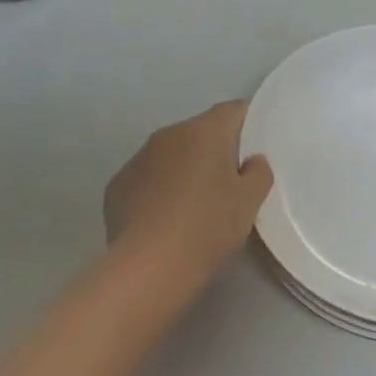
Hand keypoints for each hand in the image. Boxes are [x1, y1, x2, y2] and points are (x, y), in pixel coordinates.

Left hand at [104, 101, 273, 288]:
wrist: (150, 265)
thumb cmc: (209, 226)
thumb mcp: (249, 202)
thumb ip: (258, 173)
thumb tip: (252, 161)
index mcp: (204, 131)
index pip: (233, 110)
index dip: (247, 124)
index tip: (255, 148)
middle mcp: (168, 134)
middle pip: (199, 132)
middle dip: (214, 151)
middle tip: (228, 184)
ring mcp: (138, 158)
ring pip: (170, 155)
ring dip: (183, 170)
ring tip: (193, 206)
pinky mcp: (117, 185)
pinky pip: (146, 179)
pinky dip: (157, 191)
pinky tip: (163, 220)